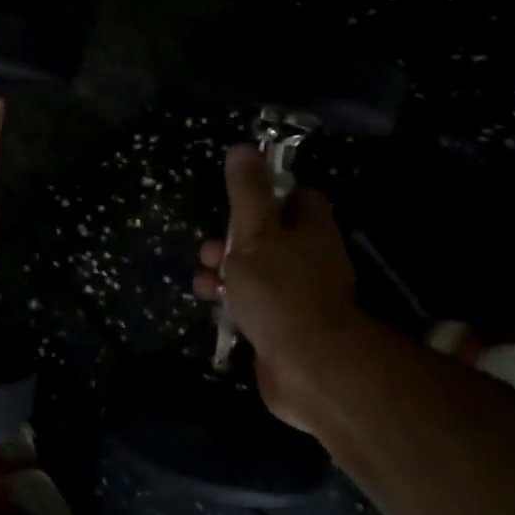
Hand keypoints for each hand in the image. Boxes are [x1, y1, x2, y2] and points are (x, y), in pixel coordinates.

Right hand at [193, 144, 362, 430]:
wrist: (308, 366)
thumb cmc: (280, 289)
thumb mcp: (255, 233)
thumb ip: (247, 192)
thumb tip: (243, 148)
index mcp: (311, 228)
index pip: (295, 197)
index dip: (266, 194)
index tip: (236, 200)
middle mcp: (310, 258)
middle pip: (268, 236)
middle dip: (232, 240)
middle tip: (210, 248)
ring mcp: (298, 296)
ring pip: (256, 273)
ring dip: (225, 273)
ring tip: (203, 280)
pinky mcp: (284, 328)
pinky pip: (254, 306)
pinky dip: (232, 304)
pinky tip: (211, 306)